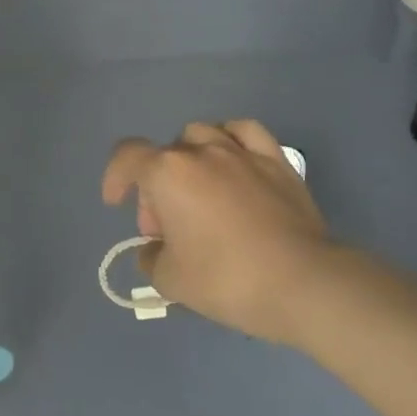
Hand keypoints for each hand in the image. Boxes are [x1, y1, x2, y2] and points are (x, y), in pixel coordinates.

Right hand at [102, 119, 335, 343]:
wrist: (302, 283)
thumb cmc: (226, 279)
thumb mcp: (170, 280)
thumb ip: (151, 258)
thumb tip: (155, 248)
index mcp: (168, 173)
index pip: (127, 156)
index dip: (115, 177)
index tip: (117, 203)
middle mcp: (201, 151)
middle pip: (164, 155)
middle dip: (156, 187)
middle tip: (167, 228)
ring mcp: (242, 152)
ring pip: (201, 135)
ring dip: (189, 159)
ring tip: (198, 191)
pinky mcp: (277, 161)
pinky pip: (245, 132)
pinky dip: (230, 139)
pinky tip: (232, 160)